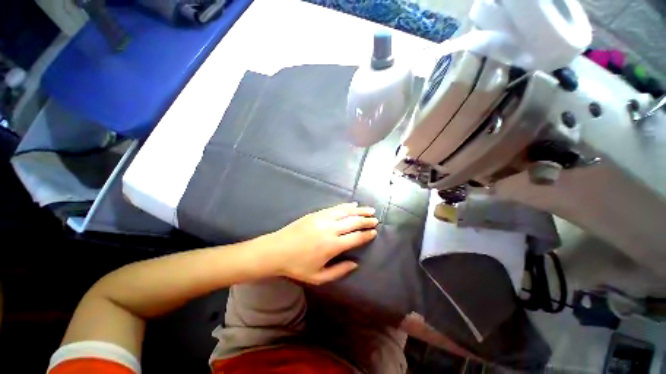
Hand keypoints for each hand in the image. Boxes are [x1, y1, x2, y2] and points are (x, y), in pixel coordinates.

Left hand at [266, 202, 377, 284]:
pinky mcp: (316, 213)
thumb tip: (355, 264)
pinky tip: (352, 205)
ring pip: (346, 212)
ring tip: (369, 210)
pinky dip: (345, 206)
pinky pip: (335, 207)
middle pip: (353, 222)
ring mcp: (323, 219)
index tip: (374, 232)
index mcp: (332, 246)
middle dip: (366, 221)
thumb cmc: (297, 266)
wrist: (276, 250)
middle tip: (375, 220)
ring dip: (359, 211)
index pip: (355, 237)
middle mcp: (330, 229)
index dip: (366, 234)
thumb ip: (339, 271)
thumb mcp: (318, 277)